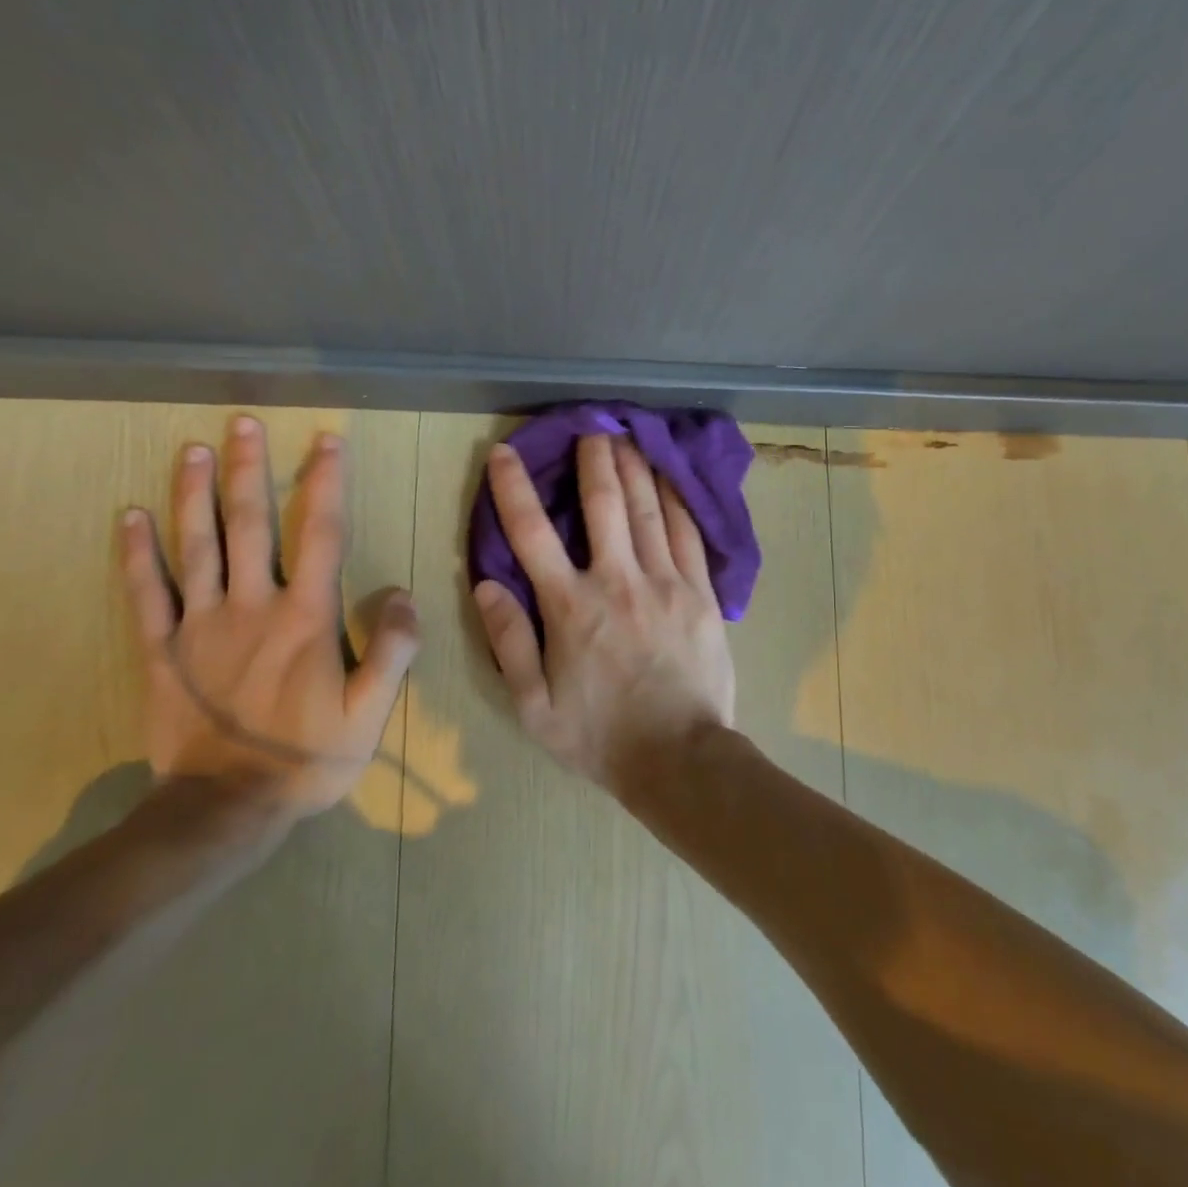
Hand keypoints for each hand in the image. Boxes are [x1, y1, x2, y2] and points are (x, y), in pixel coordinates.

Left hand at [118, 416, 418, 821]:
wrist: (226, 807)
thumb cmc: (308, 758)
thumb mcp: (371, 712)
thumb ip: (393, 649)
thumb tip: (401, 591)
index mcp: (307, 617)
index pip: (321, 534)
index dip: (326, 483)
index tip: (327, 441)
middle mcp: (252, 605)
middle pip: (252, 524)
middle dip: (250, 469)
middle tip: (243, 422)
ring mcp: (200, 624)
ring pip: (196, 545)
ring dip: (193, 493)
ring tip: (192, 449)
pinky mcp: (161, 649)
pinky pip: (145, 592)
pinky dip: (136, 553)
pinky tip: (129, 516)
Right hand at [473, 434, 735, 790]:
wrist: (680, 759)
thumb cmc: (600, 737)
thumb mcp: (534, 705)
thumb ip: (509, 641)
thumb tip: (486, 585)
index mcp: (570, 607)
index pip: (531, 534)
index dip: (513, 488)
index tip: (505, 454)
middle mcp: (617, 581)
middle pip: (603, 504)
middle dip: (594, 460)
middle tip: (591, 427)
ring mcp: (665, 583)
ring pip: (648, 510)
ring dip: (635, 468)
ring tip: (628, 436)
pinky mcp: (701, 593)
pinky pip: (689, 535)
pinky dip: (677, 501)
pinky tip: (671, 480)